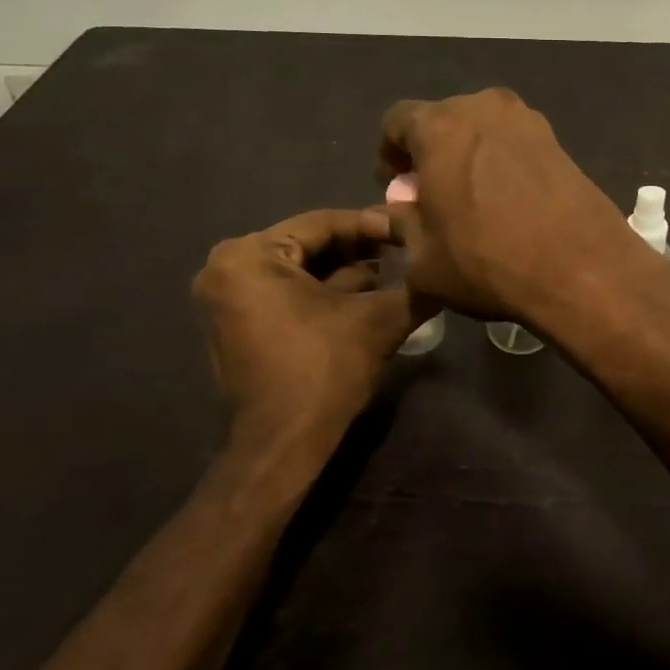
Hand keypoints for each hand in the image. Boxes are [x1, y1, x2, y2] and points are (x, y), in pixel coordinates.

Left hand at [192, 208, 417, 468]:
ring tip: (393, 274)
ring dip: (345, 272)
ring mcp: (227, 297)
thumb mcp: (378, 320)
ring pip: (300, 270)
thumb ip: (414, 286)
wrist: (281, 445)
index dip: (373, 225)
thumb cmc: (323, 371)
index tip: (409, 230)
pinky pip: (285, 292)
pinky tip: (366, 297)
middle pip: (309, 245)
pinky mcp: (235, 323)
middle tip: (404, 251)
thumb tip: (442, 266)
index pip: (322, 223)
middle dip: (359, 250)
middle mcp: (227, 268)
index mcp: (249, 255)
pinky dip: (322, 293)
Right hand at [377, 89, 655, 330]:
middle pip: (442, 121)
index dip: (389, 154)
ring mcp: (527, 120)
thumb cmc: (486, 260)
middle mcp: (483, 107)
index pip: (396, 121)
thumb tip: (394, 213)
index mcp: (440, 126)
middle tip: (432, 195)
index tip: (397, 188)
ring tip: (472, 200)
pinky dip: (501, 162)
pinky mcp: (558, 141)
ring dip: (467, 156)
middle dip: (430, 153)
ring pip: (481, 129)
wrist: (580, 268)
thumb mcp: (423, 258)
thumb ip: (400, 225)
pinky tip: (507, 202)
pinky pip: (513, 143)